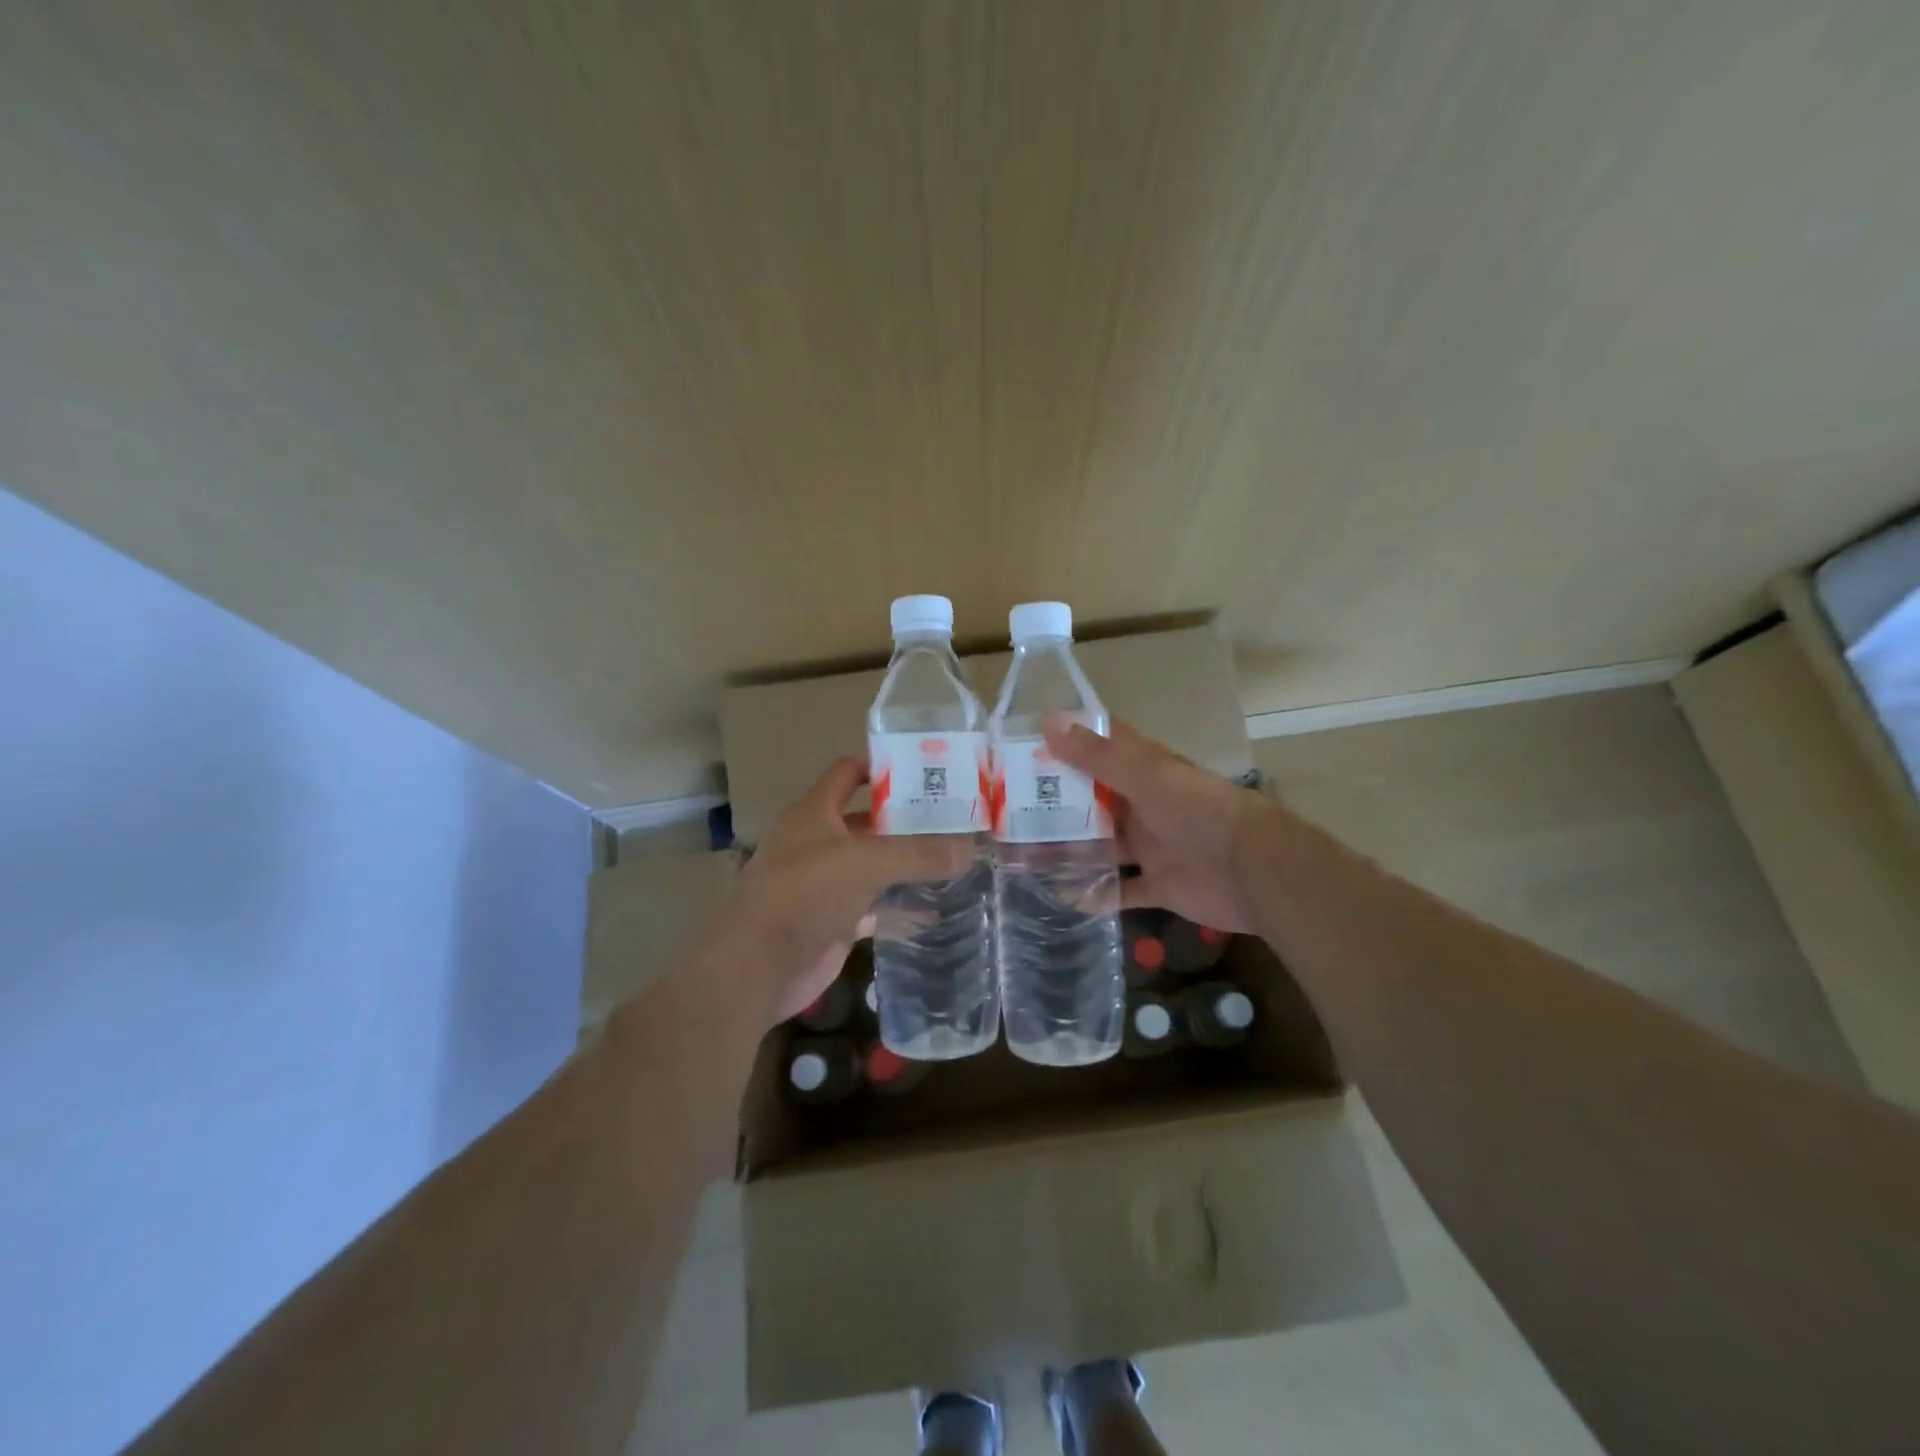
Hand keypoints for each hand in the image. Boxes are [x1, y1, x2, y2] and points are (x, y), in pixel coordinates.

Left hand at [733, 756, 973, 1023]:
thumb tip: (970, 847)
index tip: (926, 767)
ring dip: (907, 862)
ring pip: (874, 864)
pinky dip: (901, 904)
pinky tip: (935, 904)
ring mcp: (826, 883)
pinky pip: (876, 905)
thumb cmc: (805, 893)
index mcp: (814, 812)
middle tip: (955, 816)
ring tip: (954, 855)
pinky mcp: (835, 920)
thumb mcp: (866, 862)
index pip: (848, 773)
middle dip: (906, 818)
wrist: (759, 965)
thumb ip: (918, 853)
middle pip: (868, 820)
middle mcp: (818, 842)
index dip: (882, 765)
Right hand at [1044, 717, 1264, 933]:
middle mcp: (1144, 805)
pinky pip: (1119, 889)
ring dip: (1069, 849)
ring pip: (1101, 846)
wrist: (1254, 872)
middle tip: (1006, 809)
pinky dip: (1095, 893)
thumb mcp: (1147, 777)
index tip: (1022, 745)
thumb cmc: (1200, 813)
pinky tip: (1061, 895)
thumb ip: (1099, 755)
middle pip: (1093, 801)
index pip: (1100, 748)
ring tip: (1022, 855)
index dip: (1065, 743)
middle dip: (1056, 804)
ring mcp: (1151, 846)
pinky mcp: (1158, 885)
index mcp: (1144, 771)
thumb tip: (1049, 722)